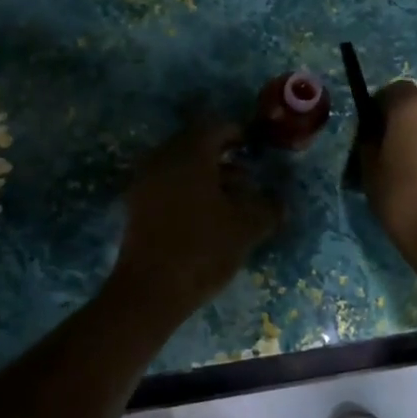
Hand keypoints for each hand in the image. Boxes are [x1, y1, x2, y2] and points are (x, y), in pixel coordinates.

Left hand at [112, 122, 281, 316]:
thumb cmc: (203, 249)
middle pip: (194, 145)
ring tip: (231, 199)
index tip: (254, 147)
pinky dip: (186, 190)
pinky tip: (205, 214)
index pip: (215, 127)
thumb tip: (280, 202)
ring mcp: (144, 181)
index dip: (237, 134)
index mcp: (189, 153)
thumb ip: (267, 208)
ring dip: (205, 175)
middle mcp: (162, 158)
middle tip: (245, 175)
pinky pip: (166, 184)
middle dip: (221, 156)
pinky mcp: (136, 205)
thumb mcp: (246, 228)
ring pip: (179, 165)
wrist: (151, 290)